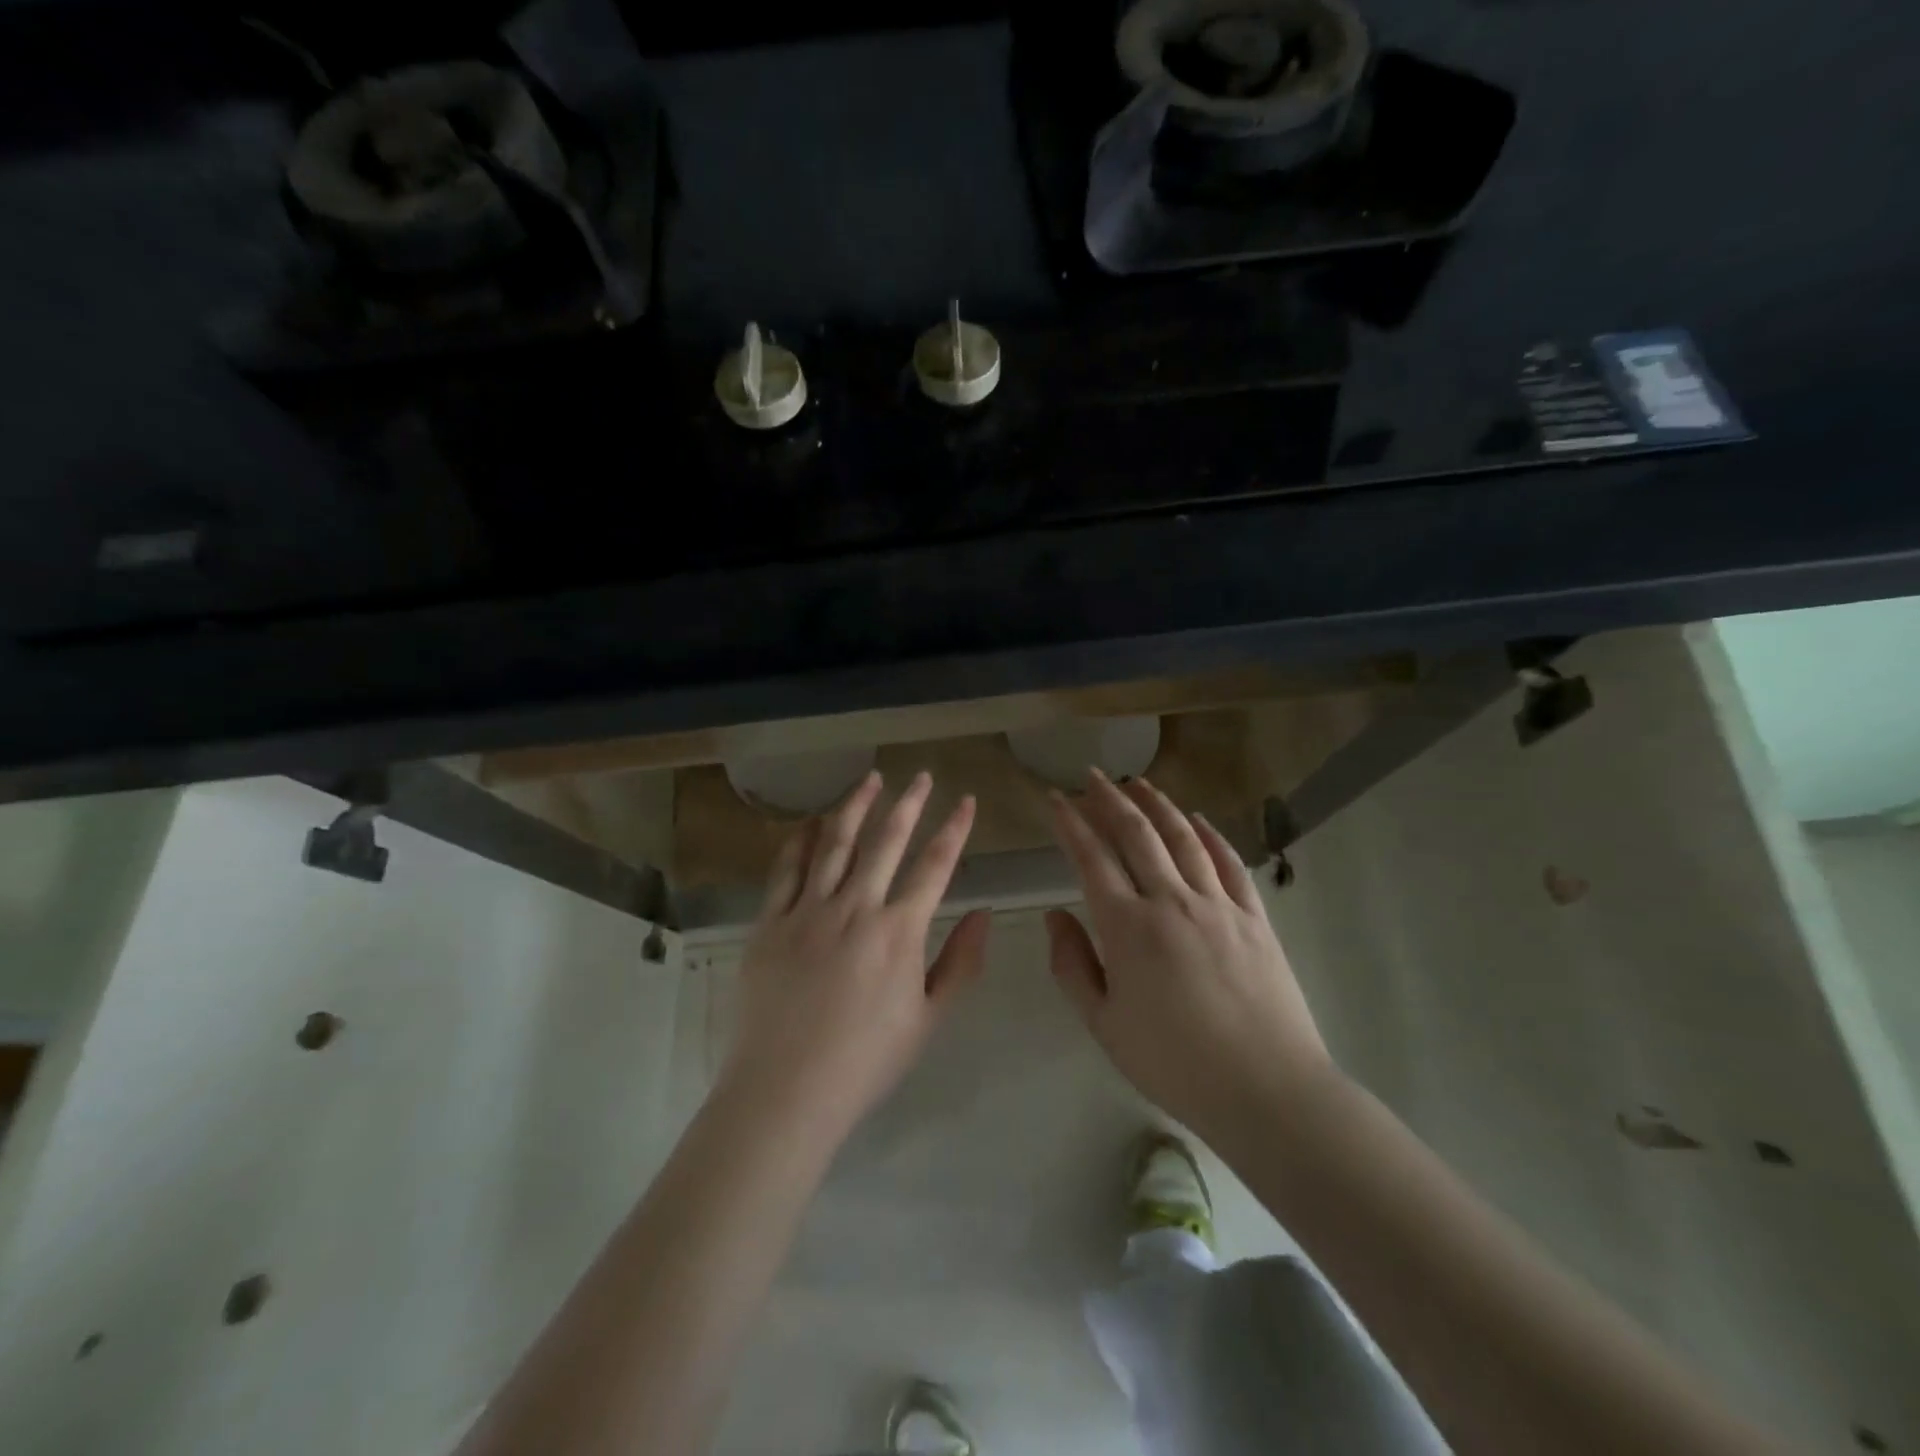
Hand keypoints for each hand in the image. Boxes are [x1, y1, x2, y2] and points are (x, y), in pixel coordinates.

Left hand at [721, 770, 989, 1142]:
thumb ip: (960, 963)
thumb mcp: (929, 1019)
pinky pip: (787, 870)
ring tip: (870, 780)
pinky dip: (801, 840)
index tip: (966, 800)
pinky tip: (811, 822)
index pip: (935, 866)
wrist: (786, 1091)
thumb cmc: (866, 1061)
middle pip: (886, 841)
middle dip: (908, 803)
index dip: (955, 828)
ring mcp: (808, 911)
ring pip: (835, 843)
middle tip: (920, 776)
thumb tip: (984, 912)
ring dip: (856, 807)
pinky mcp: (769, 923)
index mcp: (899, 931)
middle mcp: (855, 908)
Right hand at [1045, 772, 1334, 1138]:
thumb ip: (1072, 965)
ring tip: (1139, 783)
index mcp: (1128, 928)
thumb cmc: (1174, 1064)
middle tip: (1093, 775)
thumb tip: (1055, 915)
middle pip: (1136, 834)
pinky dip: (1210, 834)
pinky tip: (1197, 819)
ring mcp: (1218, 905)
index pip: (1091, 858)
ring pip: (1183, 837)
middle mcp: (1171, 901)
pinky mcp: (1254, 917)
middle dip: (1110, 799)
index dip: (1070, 824)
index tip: (1056, 799)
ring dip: (1157, 804)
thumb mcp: (1104, 1025)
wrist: (1267, 1091)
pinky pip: (1229, 862)